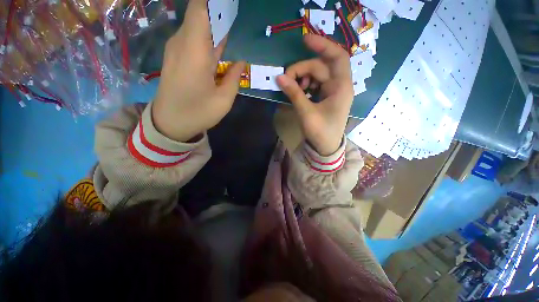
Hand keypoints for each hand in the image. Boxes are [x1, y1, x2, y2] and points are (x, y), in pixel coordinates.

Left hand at [152, 0, 245, 141]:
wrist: (169, 123)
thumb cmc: (198, 113)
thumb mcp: (223, 100)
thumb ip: (234, 77)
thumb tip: (240, 62)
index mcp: (194, 51)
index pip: (201, 9)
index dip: (214, 3)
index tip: (229, 6)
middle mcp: (182, 43)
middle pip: (199, 13)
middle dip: (218, 11)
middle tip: (237, 14)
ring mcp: (177, 49)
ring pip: (196, 24)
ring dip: (214, 22)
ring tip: (232, 23)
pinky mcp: (176, 56)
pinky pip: (193, 37)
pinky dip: (207, 35)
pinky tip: (219, 42)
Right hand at [276, 35, 353, 155]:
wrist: (325, 147)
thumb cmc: (320, 132)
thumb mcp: (306, 113)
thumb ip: (294, 94)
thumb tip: (279, 77)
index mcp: (341, 87)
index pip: (336, 57)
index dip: (322, 45)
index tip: (304, 41)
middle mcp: (338, 85)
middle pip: (320, 67)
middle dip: (302, 69)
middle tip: (286, 79)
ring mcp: (332, 91)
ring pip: (316, 75)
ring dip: (303, 77)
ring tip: (293, 87)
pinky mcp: (325, 97)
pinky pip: (315, 84)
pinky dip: (305, 85)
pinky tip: (298, 91)